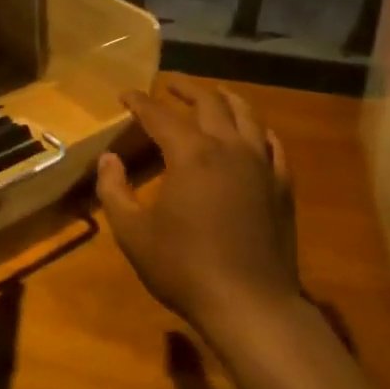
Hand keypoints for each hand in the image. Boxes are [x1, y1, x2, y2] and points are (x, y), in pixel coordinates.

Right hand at [97, 76, 301, 343]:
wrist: (250, 304)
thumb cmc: (184, 268)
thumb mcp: (133, 233)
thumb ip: (114, 191)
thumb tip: (108, 160)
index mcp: (191, 154)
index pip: (160, 115)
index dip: (140, 102)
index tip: (126, 95)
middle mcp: (228, 148)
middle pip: (208, 102)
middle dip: (185, 88)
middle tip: (168, 84)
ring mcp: (261, 165)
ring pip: (246, 115)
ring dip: (224, 99)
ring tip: (212, 94)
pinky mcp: (281, 185)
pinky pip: (272, 145)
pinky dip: (259, 130)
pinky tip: (254, 132)